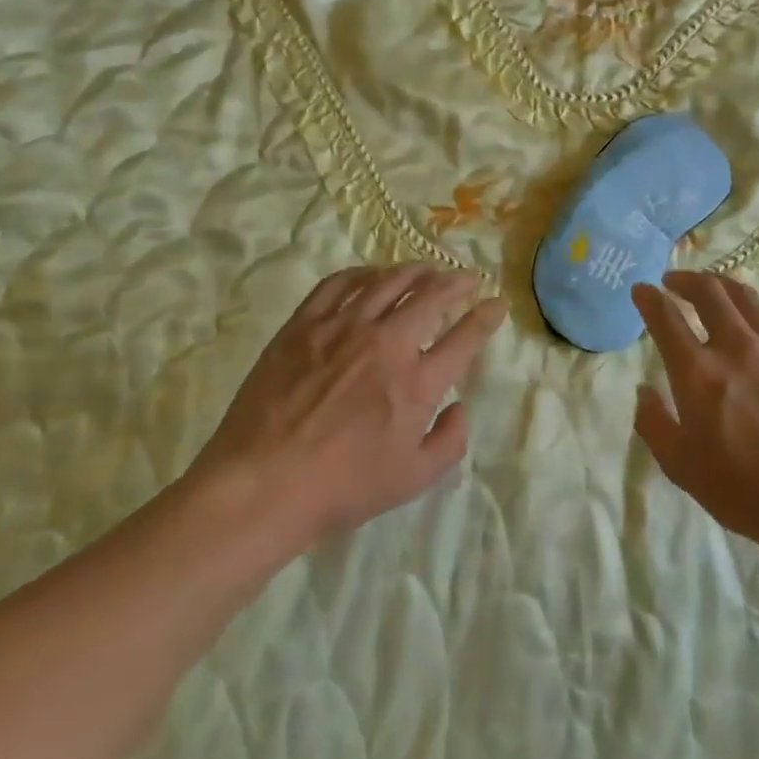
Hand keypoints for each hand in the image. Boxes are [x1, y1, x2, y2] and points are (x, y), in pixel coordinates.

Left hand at [192, 264, 506, 546]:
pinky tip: (372, 275)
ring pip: (388, 281)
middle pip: (431, 295)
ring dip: (415, 271)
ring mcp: (342, 328)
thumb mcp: (413, 479)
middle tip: (466, 279)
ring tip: (426, 269)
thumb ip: (450, 441)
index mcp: (417, 382)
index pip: (465, 336)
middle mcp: (386, 343)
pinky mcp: (304, 324)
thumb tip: (459, 406)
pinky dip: (363, 273)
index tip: (496, 303)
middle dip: (457, 282)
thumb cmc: (342, 489)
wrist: (262, 485)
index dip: (487, 316)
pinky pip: (339, 283)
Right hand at [632, 272, 758, 556]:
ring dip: (722, 286)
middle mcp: (737, 347)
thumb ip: (654, 424)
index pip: (665, 318)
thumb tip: (644, 391)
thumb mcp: (681, 467)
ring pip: (747, 297)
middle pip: (708, 292)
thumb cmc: (745, 492)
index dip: (648, 298)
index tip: (641, 289)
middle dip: (685, 279)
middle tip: (673, 282)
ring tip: (712, 290)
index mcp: (698, 374)